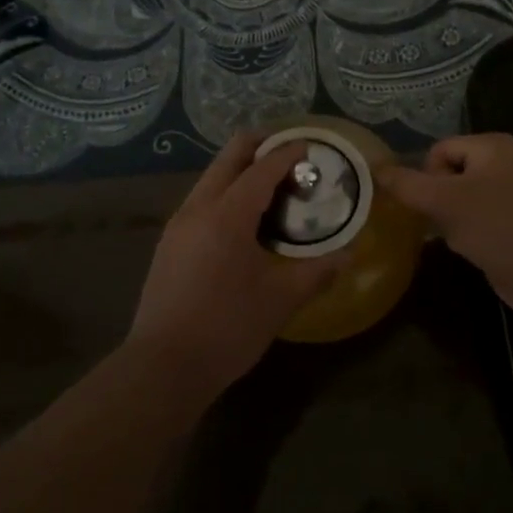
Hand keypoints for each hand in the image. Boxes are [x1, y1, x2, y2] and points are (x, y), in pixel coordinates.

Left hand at [127, 133, 342, 403]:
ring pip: (211, 178)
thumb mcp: (280, 300)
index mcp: (227, 214)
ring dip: (240, 170)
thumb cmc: (227, 328)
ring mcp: (178, 224)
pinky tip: (243, 218)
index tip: (310, 145)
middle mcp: (198, 208)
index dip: (287, 153)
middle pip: (228, 158)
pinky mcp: (169, 243)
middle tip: (289, 152)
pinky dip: (225, 192)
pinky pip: (201, 200)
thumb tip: (350, 255)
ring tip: (271, 185)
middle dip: (259, 146)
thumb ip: (317, 272)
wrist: (163, 368)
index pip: (261, 168)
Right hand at [378, 134, 512, 317]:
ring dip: (450, 219)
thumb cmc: (497, 227)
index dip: (428, 177)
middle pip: (447, 173)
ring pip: (457, 198)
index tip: (435, 204)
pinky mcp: (510, 220)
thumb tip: (374, 167)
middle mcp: (503, 161)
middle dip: (439, 201)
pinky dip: (466, 231)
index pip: (438, 150)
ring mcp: (510, 192)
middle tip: (447, 222)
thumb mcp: (444, 201)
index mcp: (493, 145)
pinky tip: (470, 248)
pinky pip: (474, 217)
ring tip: (460, 237)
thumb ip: (406, 184)